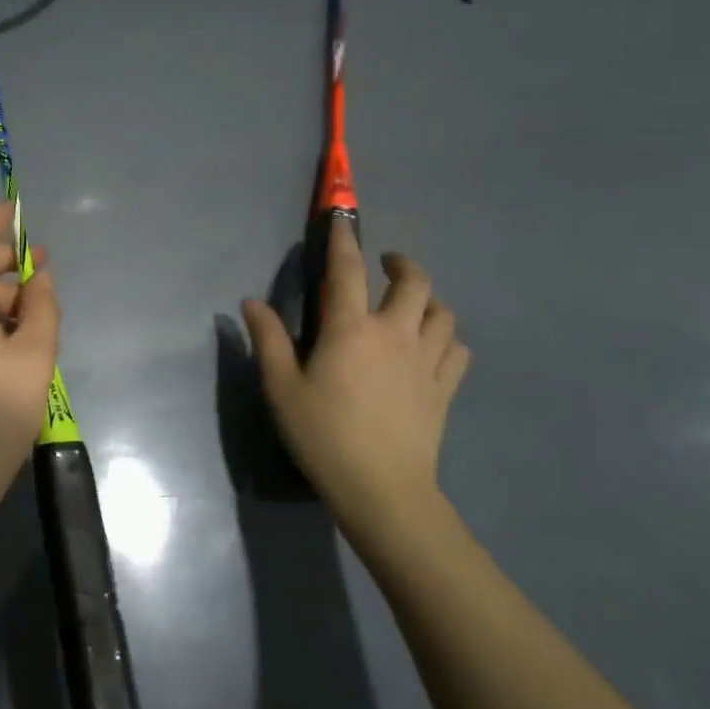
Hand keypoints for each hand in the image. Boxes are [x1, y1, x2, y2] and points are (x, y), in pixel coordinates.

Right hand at [242, 220, 470, 547]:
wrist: (380, 488)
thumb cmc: (322, 435)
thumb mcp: (281, 388)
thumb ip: (268, 340)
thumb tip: (251, 302)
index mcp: (351, 329)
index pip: (348, 270)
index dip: (344, 240)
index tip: (343, 220)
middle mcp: (395, 333)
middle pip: (414, 282)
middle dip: (402, 263)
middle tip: (387, 264)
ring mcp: (426, 360)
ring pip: (442, 312)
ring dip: (428, 299)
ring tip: (412, 304)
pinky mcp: (445, 387)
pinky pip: (458, 349)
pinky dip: (447, 337)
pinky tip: (433, 345)